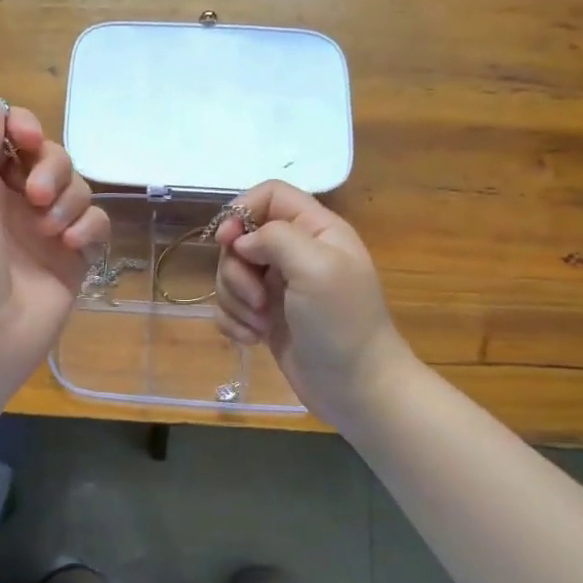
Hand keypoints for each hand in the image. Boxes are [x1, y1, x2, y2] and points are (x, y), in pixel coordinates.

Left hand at [0, 93, 109, 402]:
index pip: (9, 137)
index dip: (22, 129)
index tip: (24, 138)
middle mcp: (11, 204)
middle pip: (50, 157)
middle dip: (50, 166)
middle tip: (34, 195)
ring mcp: (44, 234)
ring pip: (78, 188)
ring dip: (68, 199)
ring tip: (49, 231)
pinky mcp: (72, 263)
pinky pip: (95, 225)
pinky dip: (89, 228)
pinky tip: (71, 248)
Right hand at [213, 181, 414, 431]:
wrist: (356, 388)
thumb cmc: (342, 323)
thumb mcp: (316, 267)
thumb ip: (276, 238)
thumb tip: (241, 241)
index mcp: (316, 230)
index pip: (269, 195)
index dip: (241, 211)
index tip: (227, 242)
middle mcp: (296, 252)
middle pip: (241, 238)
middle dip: (236, 270)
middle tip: (257, 299)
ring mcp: (278, 286)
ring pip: (230, 274)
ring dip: (235, 300)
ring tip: (260, 325)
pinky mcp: (264, 317)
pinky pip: (229, 306)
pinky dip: (233, 322)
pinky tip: (252, 339)